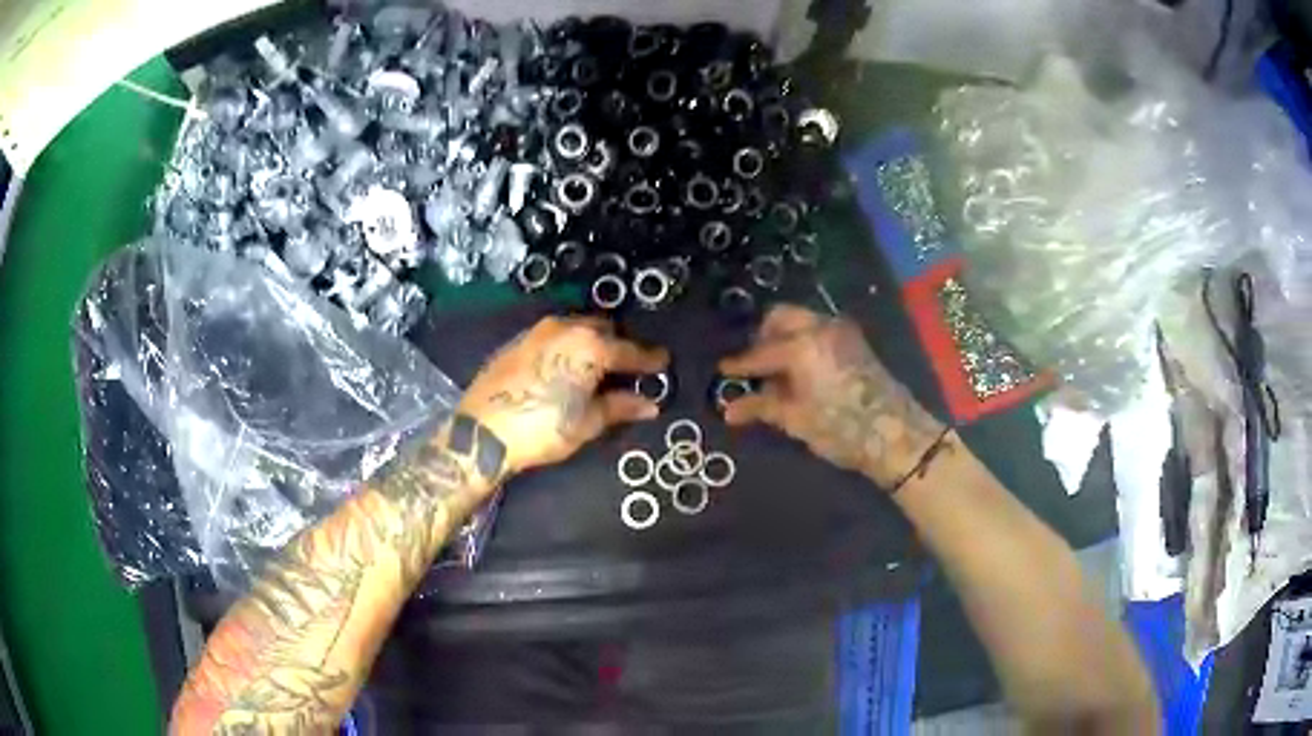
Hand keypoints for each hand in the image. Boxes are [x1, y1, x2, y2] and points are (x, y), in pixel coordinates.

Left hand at [459, 316, 668, 478]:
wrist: (482, 430)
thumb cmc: (541, 429)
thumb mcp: (586, 422)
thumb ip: (620, 407)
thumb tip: (649, 404)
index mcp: (590, 347)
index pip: (630, 351)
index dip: (650, 360)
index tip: (663, 363)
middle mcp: (566, 328)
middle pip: (604, 330)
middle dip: (619, 346)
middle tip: (628, 369)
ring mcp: (539, 331)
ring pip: (577, 328)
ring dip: (592, 343)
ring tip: (597, 368)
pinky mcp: (519, 340)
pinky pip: (555, 335)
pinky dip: (568, 346)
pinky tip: (566, 367)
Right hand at [718, 305, 943, 486]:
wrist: (895, 434)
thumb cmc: (841, 429)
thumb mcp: (796, 420)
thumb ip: (761, 407)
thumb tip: (729, 409)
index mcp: (801, 345)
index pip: (760, 352)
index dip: (739, 364)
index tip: (723, 370)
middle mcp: (820, 327)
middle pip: (781, 317)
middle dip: (763, 337)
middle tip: (754, 365)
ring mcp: (841, 331)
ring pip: (802, 320)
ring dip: (784, 337)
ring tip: (776, 370)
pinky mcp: (855, 341)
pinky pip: (819, 329)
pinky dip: (803, 340)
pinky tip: (800, 370)